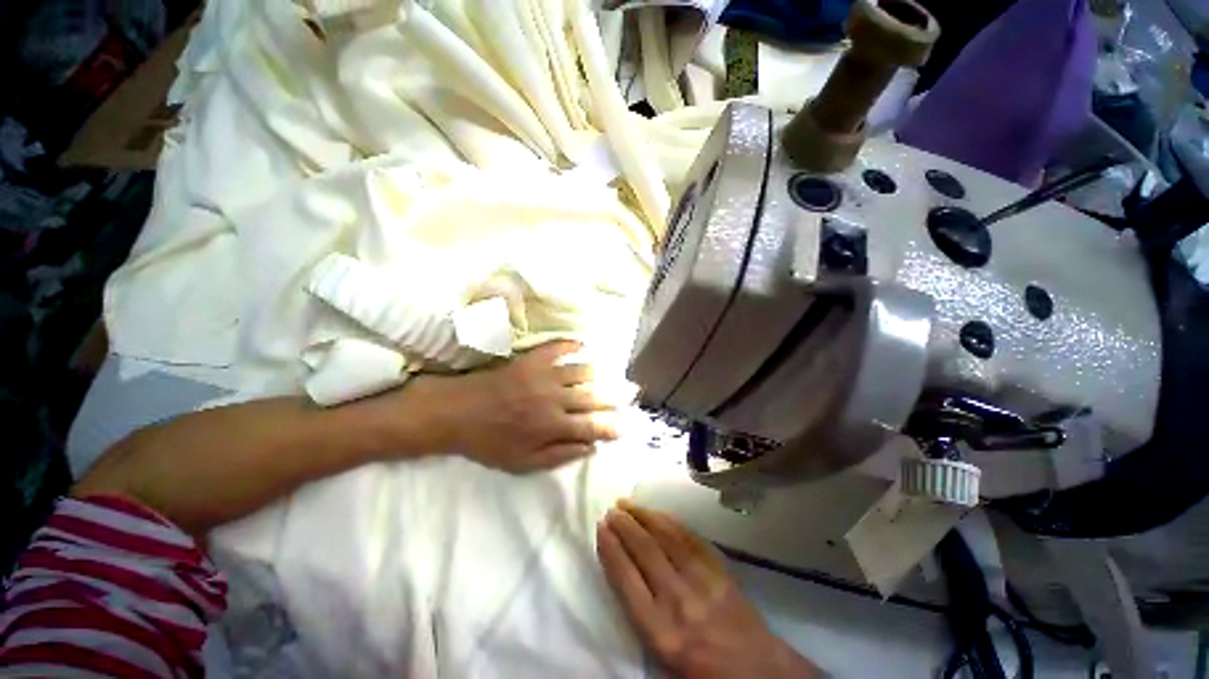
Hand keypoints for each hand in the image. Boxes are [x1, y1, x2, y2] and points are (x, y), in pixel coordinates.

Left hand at [424, 341, 620, 472]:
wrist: (457, 412)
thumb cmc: (489, 442)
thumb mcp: (523, 462)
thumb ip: (560, 455)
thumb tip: (591, 448)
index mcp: (553, 426)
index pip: (593, 426)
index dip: (612, 426)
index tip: (625, 425)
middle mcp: (556, 399)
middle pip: (594, 397)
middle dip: (614, 398)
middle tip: (628, 394)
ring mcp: (545, 375)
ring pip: (583, 371)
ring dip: (598, 374)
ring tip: (606, 375)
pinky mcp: (532, 360)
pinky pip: (559, 348)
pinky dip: (573, 345)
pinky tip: (582, 345)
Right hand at [597, 500, 819, 678]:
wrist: (758, 671)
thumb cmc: (703, 670)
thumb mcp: (662, 653)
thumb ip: (640, 612)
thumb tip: (622, 569)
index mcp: (660, 631)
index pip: (626, 579)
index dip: (610, 549)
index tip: (600, 529)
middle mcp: (678, 601)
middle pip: (644, 551)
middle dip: (624, 526)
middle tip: (611, 511)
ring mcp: (702, 580)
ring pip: (666, 537)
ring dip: (644, 515)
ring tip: (627, 503)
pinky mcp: (719, 569)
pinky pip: (690, 537)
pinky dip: (670, 521)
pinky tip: (658, 512)